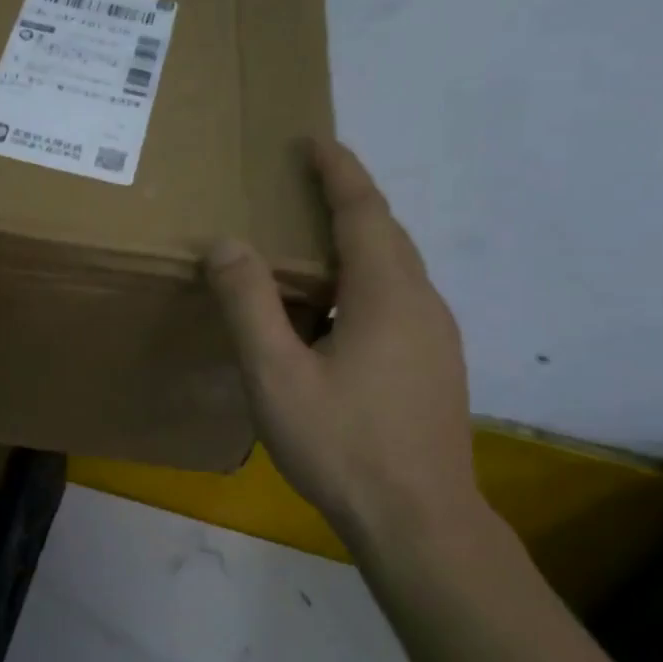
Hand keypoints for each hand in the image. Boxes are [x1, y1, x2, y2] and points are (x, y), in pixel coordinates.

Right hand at [205, 138, 477, 556]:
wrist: (419, 520)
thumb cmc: (342, 443)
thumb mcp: (277, 373)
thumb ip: (248, 304)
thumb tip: (226, 243)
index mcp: (387, 293)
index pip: (363, 210)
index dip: (338, 171)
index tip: (312, 141)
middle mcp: (422, 303)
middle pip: (385, 233)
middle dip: (347, 200)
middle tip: (303, 184)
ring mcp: (436, 337)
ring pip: (394, 270)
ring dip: (355, 243)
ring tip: (310, 246)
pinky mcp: (435, 366)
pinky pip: (397, 301)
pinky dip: (363, 282)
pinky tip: (332, 315)